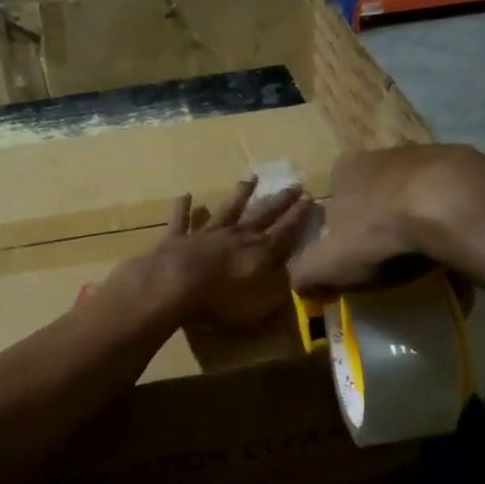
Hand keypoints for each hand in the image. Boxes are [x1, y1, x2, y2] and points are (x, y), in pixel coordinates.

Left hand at [116, 177, 312, 330]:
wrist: (174, 286)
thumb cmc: (221, 300)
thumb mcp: (261, 303)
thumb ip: (277, 287)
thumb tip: (288, 273)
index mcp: (259, 252)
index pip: (285, 231)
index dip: (299, 216)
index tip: (310, 199)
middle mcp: (236, 236)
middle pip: (262, 214)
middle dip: (280, 200)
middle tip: (294, 185)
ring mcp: (206, 233)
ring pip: (227, 209)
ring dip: (239, 194)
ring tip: (250, 179)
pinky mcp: (179, 237)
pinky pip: (182, 219)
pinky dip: (184, 207)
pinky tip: (186, 195)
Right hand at [288, 144, 484, 297]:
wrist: (454, 206)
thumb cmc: (381, 231)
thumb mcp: (330, 263)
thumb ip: (306, 273)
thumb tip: (296, 284)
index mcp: (348, 169)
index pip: (336, 188)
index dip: (342, 219)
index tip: (354, 249)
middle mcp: (387, 153)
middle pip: (379, 188)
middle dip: (384, 217)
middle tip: (391, 253)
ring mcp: (432, 155)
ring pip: (421, 191)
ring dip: (423, 216)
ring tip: (431, 254)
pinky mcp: (473, 166)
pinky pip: (459, 199)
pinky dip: (457, 219)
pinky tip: (462, 247)